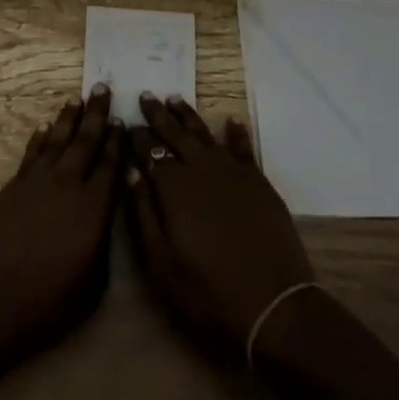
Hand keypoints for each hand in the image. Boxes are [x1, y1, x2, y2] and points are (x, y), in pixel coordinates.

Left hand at [0, 86, 122, 369]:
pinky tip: (44, 127)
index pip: (111, 164)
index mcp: (93, 208)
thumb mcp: (92, 284)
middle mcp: (66, 185)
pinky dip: (39, 138)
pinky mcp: (11, 188)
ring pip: (57, 141)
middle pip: (85, 141)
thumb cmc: (46, 304)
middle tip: (103, 87)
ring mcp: (35, 183)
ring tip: (76, 98)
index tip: (123, 118)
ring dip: (68, 118)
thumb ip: (104, 242)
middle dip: (96, 114)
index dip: (117, 141)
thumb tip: (105, 215)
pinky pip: (31, 154)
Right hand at [127, 95, 314, 356]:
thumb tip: (131, 172)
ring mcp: (233, 172)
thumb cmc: (207, 290)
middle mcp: (201, 169)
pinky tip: (232, 120)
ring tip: (175, 98)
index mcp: (173, 187)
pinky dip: (236, 132)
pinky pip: (243, 147)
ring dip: (188, 115)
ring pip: (205, 134)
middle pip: (175, 134)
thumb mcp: (161, 262)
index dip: (137, 137)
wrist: (271, 303)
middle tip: (146, 96)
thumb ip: (143, 213)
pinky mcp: (258, 181)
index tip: (127, 123)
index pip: (149, 152)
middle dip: (159, 115)